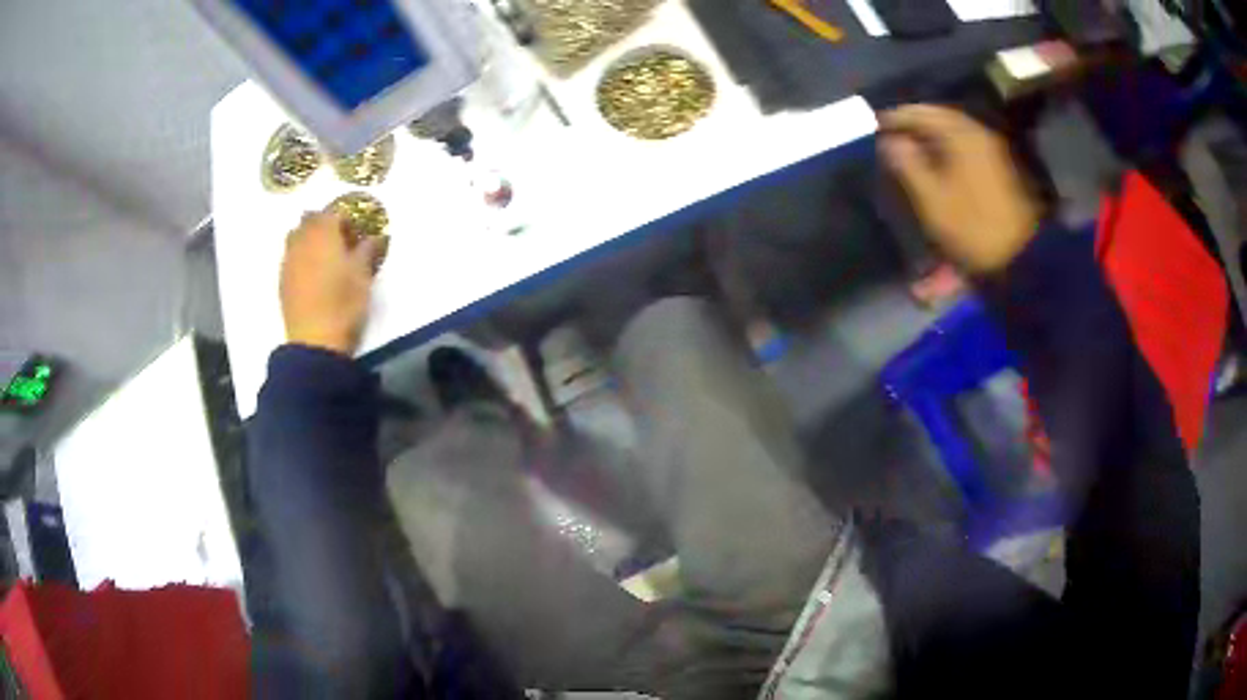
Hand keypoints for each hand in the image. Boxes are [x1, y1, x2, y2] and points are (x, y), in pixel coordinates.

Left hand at [280, 211, 384, 355]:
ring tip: (324, 256)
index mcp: (324, 234)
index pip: (334, 212)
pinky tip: (312, 274)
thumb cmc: (343, 303)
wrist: (315, 341)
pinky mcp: (282, 280)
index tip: (357, 236)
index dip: (347, 220)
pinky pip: (290, 255)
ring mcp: (289, 260)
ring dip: (309, 238)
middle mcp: (302, 240)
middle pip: (310, 219)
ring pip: (296, 235)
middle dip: (325, 224)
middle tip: (340, 242)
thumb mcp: (363, 275)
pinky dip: (301, 256)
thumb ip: (367, 250)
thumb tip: (374, 236)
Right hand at [880, 105, 1040, 273]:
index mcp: (961, 134)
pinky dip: (949, 153)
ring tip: (911, 151)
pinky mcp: (1001, 171)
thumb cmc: (973, 226)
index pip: (922, 112)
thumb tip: (889, 140)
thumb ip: (907, 163)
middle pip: (940, 121)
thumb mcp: (932, 198)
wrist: (1022, 257)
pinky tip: (938, 166)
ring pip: (954, 135)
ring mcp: (993, 153)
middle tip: (893, 137)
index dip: (896, 117)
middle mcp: (979, 135)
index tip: (875, 125)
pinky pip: (967, 150)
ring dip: (932, 140)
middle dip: (915, 127)